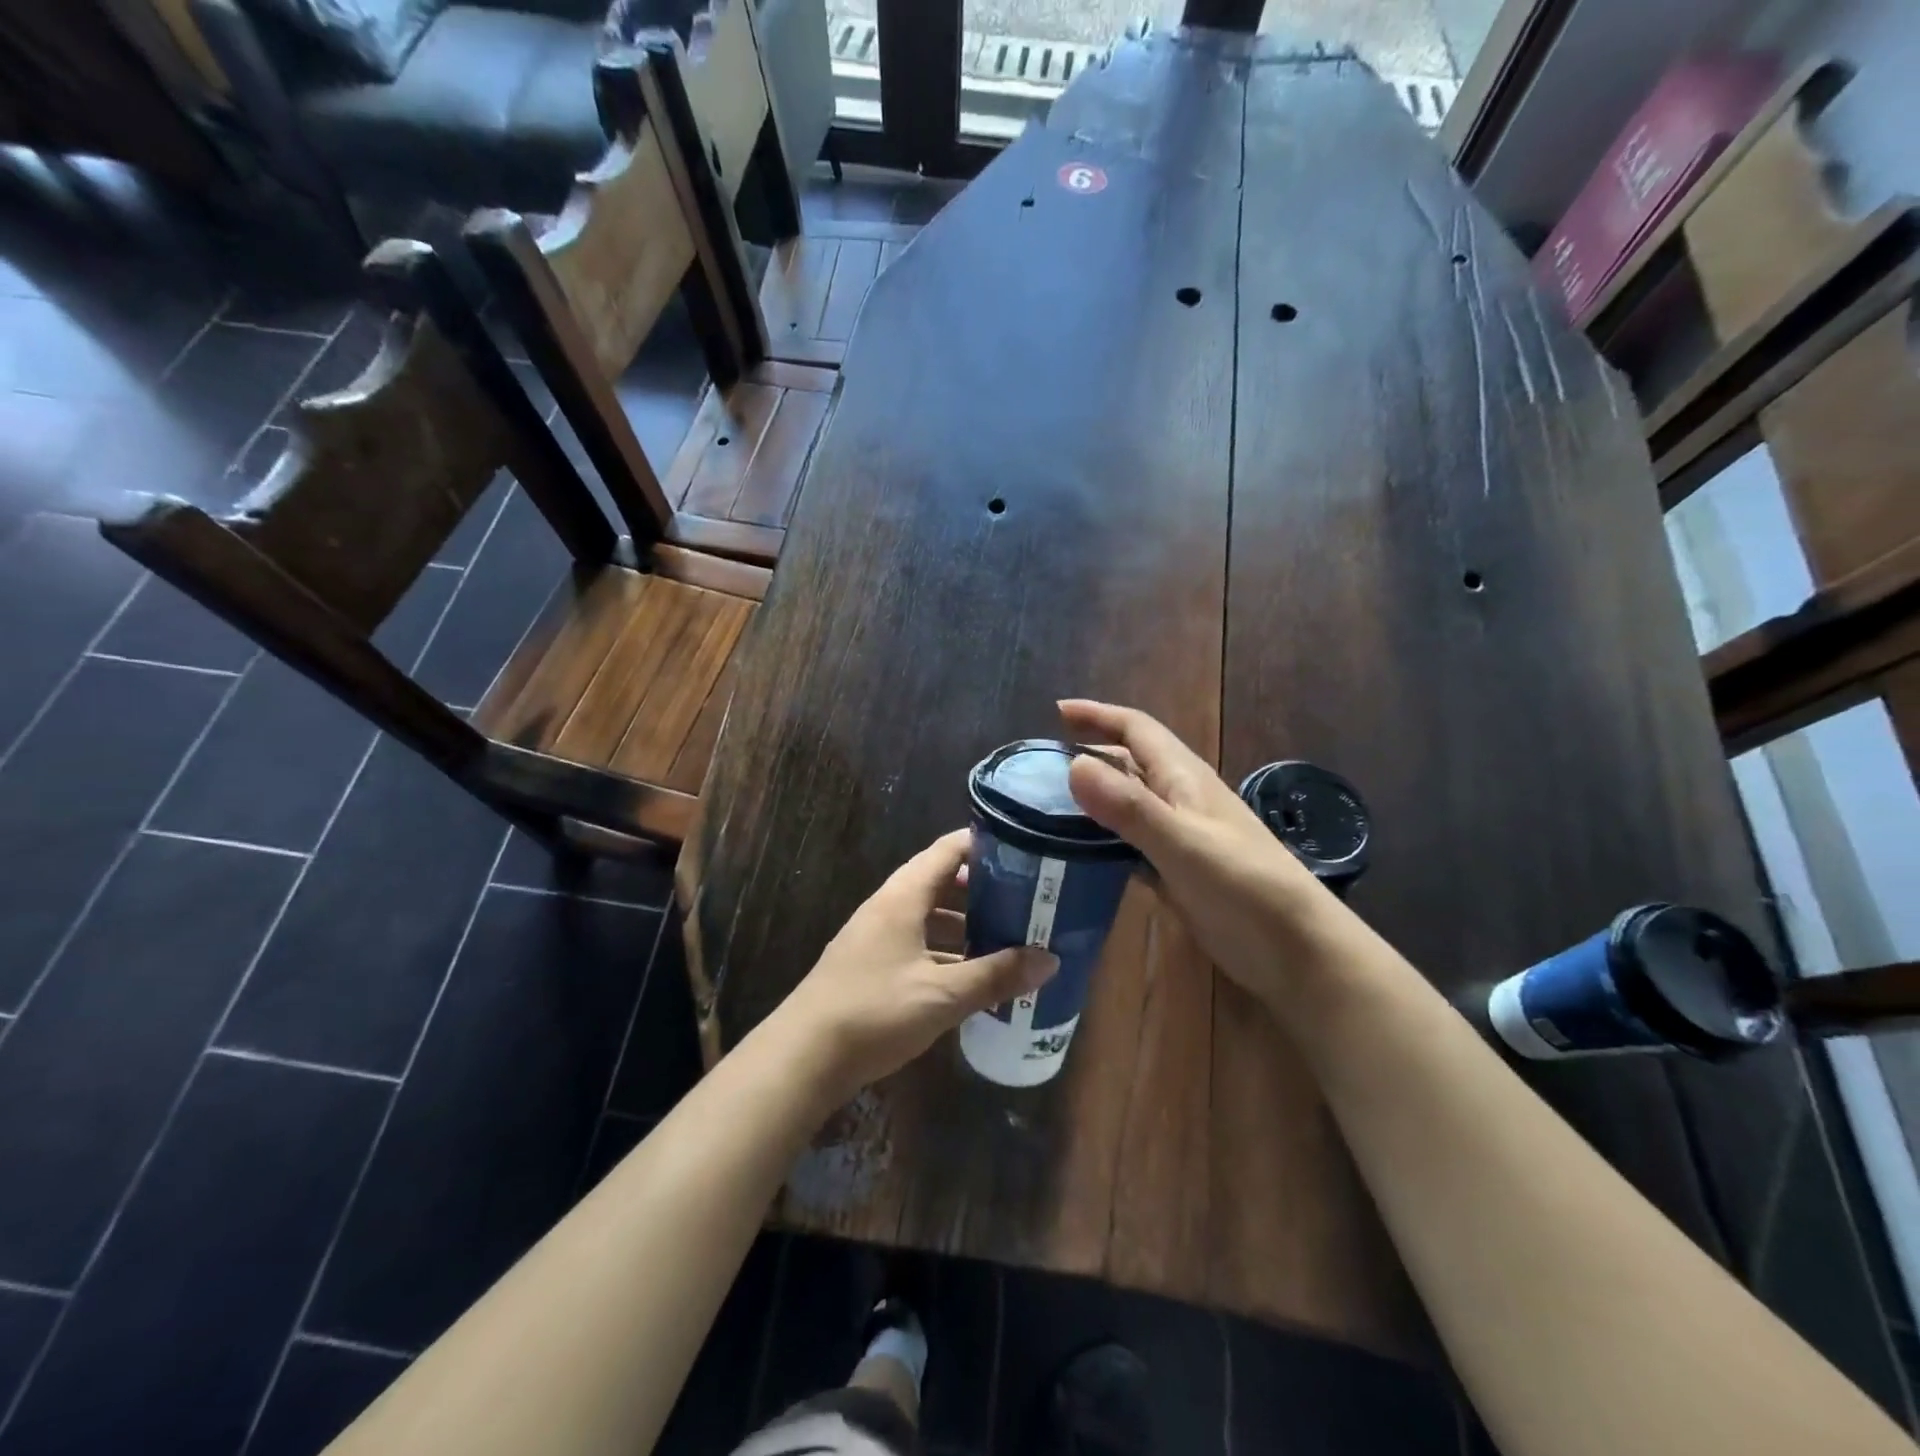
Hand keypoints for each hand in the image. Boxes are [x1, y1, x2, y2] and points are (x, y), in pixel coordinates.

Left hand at [768, 829, 1057, 1104]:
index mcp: (903, 897)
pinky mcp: (871, 965)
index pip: (947, 850)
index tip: (1024, 850)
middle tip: (1026, 898)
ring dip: (965, 923)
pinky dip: (946, 950)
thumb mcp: (942, 995)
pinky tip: (970, 975)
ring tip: (1007, 936)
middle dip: (982, 889)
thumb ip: (995, 976)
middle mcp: (888, 907)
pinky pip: (918, 943)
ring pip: (929, 916)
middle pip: (940, 882)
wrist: (803, 1056)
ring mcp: (876, 936)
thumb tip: (1049, 960)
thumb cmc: (874, 1012)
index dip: (983, 844)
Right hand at [1060, 699, 1337, 1013]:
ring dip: (1092, 797)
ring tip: (1046, 805)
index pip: (1136, 730)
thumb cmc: (1245, 888)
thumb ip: (1130, 807)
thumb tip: (1073, 764)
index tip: (1056, 710)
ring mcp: (1179, 837)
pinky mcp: (1176, 872)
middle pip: (1129, 763)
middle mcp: (1179, 799)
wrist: (1297, 951)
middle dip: (1089, 752)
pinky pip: (1130, 843)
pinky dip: (1102, 839)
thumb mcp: (1184, 843)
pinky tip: (1077, 855)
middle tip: (1039, 764)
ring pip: (1128, 803)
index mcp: (1183, 778)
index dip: (1098, 715)